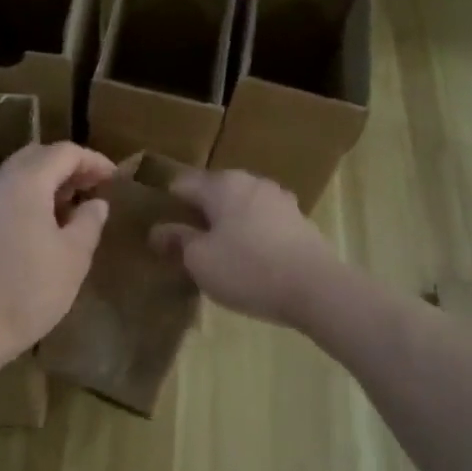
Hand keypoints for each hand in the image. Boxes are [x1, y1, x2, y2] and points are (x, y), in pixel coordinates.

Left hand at [0, 141, 115, 364]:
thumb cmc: (28, 291)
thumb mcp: (73, 258)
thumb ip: (89, 222)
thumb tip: (95, 203)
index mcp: (24, 182)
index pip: (63, 152)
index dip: (93, 160)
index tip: (115, 178)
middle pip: (36, 156)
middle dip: (68, 166)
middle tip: (93, 188)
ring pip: (16, 176)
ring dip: (46, 183)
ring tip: (72, 209)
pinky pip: (4, 197)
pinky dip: (28, 199)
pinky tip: (43, 228)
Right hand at [151, 170, 342, 330]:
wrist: (316, 288)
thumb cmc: (248, 269)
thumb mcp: (200, 260)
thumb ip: (177, 240)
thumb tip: (159, 230)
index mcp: (222, 184)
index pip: (182, 183)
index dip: (165, 202)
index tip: (156, 225)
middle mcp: (251, 182)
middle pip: (213, 192)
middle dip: (197, 213)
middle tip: (183, 242)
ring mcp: (279, 200)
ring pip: (240, 206)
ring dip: (225, 223)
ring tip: (215, 252)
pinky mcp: (298, 221)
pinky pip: (262, 221)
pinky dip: (249, 234)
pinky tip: (246, 258)